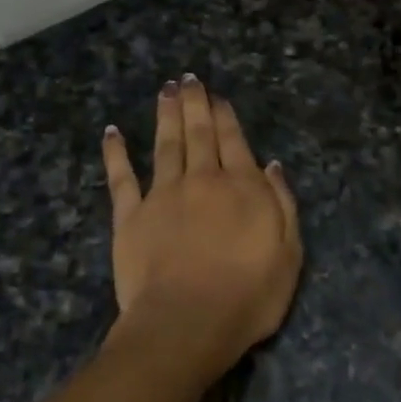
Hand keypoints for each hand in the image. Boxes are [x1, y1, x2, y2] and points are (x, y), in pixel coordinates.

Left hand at [100, 76, 302, 381]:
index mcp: (241, 187)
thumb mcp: (288, 253)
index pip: (234, 141)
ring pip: (165, 144)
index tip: (217, 96)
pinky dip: (116, 153)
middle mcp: (202, 180)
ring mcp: (163, 195)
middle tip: (188, 79)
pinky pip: (122, 177)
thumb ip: (282, 204)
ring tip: (165, 89)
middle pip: (199, 134)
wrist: (187, 322)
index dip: (225, 116)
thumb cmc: (248, 295)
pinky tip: (112, 132)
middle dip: (194, 104)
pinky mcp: (130, 216)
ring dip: (165, 115)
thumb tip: (271, 165)